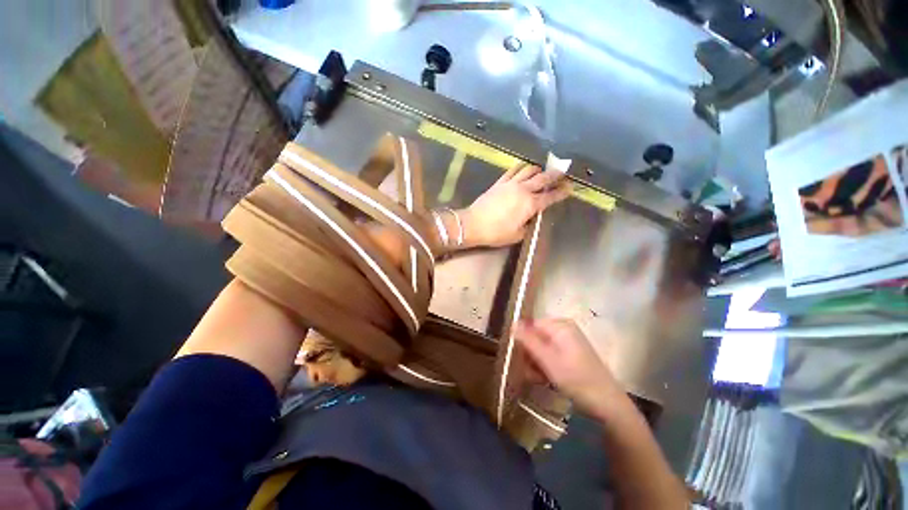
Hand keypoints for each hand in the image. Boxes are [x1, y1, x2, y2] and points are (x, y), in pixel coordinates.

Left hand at [463, 163, 570, 246]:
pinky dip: (521, 167)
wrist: (474, 224)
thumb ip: (528, 225)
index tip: (570, 187)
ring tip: (542, 170)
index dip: (562, 192)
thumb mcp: (517, 235)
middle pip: (543, 178)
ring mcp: (511, 184)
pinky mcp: (500, 182)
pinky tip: (523, 167)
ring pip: (529, 170)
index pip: (550, 196)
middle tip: (562, 172)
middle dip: (555, 175)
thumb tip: (532, 217)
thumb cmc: (496, 233)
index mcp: (530, 205)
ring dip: (538, 169)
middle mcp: (523, 190)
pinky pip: (513, 170)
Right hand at [517, 318, 622, 418]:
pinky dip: (545, 367)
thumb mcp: (548, 359)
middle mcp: (563, 330)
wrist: (607, 404)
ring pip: (541, 348)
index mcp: (560, 325)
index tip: (520, 359)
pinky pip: (550, 355)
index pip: (530, 326)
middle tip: (530, 373)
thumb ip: (529, 340)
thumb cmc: (576, 379)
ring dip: (536, 364)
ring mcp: (568, 342)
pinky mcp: (570, 354)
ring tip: (538, 379)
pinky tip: (546, 379)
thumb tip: (512, 323)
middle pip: (535, 337)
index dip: (523, 342)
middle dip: (530, 355)